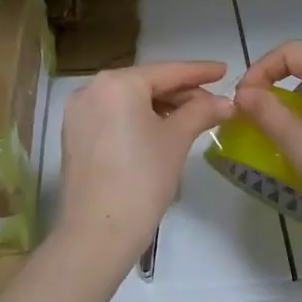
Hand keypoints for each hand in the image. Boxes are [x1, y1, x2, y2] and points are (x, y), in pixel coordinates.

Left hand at [56, 61, 233, 267]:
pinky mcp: (74, 136)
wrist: (98, 231)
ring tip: (191, 119)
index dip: (199, 71)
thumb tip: (226, 102)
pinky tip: (160, 131)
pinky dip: (137, 119)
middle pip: (145, 84)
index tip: (224, 70)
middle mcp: (91, 89)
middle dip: (180, 93)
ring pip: (128, 101)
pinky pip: (112, 117)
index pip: (167, 71)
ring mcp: (78, 113)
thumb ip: (201, 112)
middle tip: (213, 103)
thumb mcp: (176, 140)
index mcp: (116, 83)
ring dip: (160, 107)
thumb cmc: (142, 179)